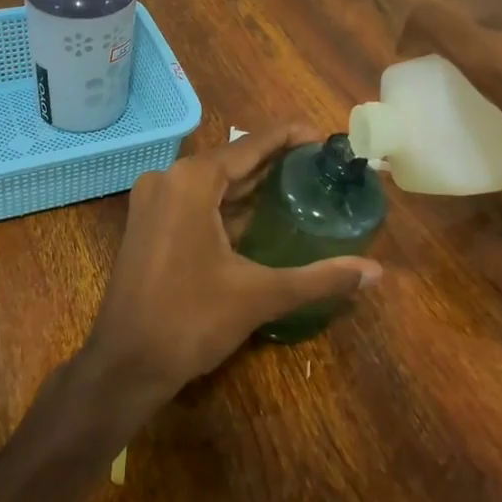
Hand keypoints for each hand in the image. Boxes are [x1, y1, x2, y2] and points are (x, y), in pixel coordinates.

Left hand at [85, 125, 382, 415]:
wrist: (125, 364)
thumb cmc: (190, 320)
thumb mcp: (259, 295)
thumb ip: (320, 278)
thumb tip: (376, 273)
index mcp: (191, 181)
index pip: (250, 145)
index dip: (288, 137)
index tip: (324, 138)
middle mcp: (168, 179)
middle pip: (231, 161)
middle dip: (273, 161)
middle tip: (319, 165)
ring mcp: (153, 202)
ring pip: (211, 183)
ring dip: (250, 184)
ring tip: (298, 184)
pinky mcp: (148, 225)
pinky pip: (195, 201)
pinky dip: (227, 204)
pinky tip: (259, 214)